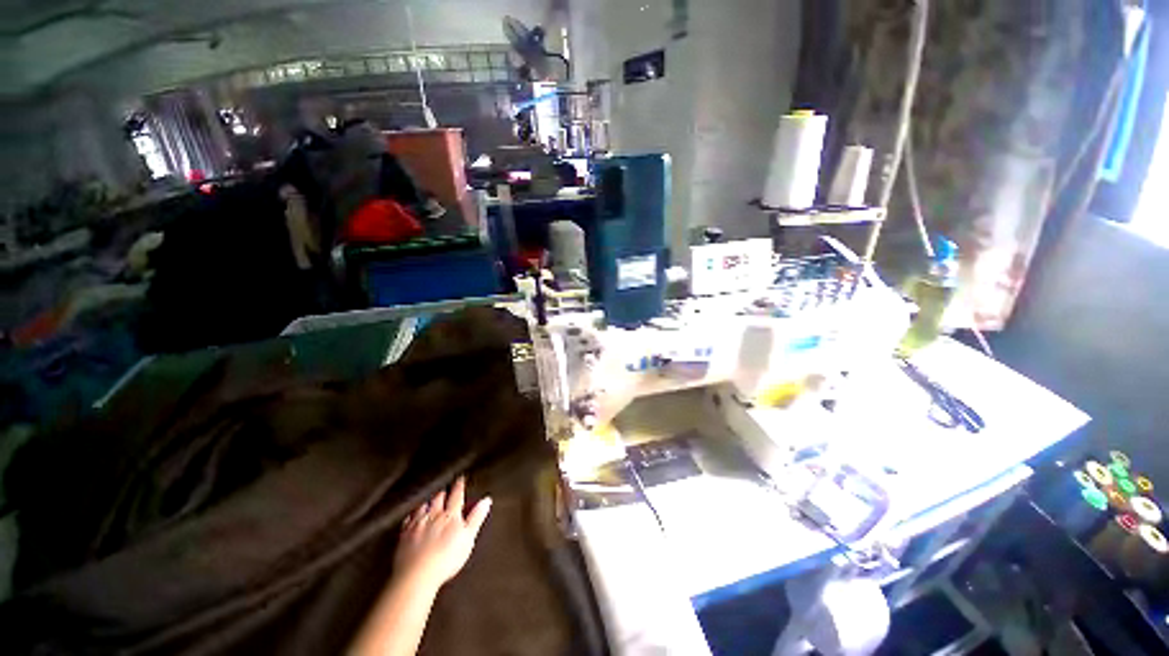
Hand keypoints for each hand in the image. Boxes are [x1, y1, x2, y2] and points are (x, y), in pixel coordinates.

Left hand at [394, 476, 491, 589]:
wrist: (417, 575)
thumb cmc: (446, 558)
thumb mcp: (468, 538)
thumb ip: (477, 517)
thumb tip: (486, 500)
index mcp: (451, 515)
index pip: (456, 495)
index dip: (459, 486)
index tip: (460, 478)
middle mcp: (433, 515)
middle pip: (439, 498)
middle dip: (443, 493)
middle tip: (446, 491)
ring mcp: (417, 524)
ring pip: (423, 506)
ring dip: (428, 502)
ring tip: (430, 500)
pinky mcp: (404, 535)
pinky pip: (408, 519)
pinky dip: (412, 515)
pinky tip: (412, 516)